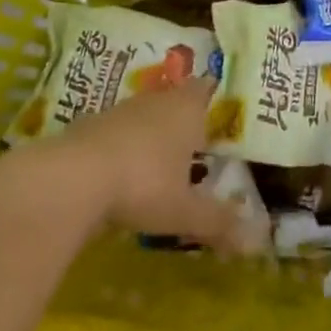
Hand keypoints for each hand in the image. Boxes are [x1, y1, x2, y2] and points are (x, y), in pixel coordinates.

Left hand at [0, 77, 262, 253]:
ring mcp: (121, 110)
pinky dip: (123, 147)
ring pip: (145, 115)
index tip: (220, 113)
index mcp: (187, 109)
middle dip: (184, 120)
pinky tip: (121, 174)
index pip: (207, 90)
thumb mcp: (184, 211)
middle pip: (176, 100)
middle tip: (195, 144)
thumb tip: (258, 241)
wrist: (72, 177)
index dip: (214, 98)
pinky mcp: (90, 126)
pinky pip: (117, 132)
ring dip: (151, 134)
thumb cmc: (143, 184)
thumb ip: (218, 222)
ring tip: (159, 163)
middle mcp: (157, 100)